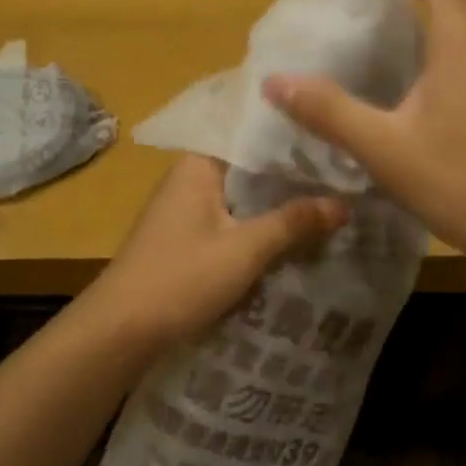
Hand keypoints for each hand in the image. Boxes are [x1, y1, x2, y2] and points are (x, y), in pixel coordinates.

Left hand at [81, 155, 347, 353]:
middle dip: (292, 174)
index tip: (335, 138)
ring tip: (331, 200)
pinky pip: (231, 220)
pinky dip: (259, 225)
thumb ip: (294, 222)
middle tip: (345, 174)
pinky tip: (293, 234)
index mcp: (198, 165)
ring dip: (277, 203)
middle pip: (250, 167)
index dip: (293, 137)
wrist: (121, 330)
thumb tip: (344, 203)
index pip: (252, 135)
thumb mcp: (245, 250)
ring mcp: (185, 209)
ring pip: (242, 196)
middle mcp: (190, 177)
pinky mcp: (185, 238)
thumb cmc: (181, 278)